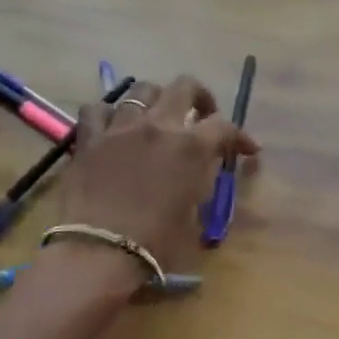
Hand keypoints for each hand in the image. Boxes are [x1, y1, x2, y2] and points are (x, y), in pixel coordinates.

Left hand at [42, 75, 258, 298]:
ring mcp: (121, 127)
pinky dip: (108, 113)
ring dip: (156, 100)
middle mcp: (159, 125)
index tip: (248, 149)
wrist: (98, 252)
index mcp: (191, 146)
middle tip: (201, 115)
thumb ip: (201, 181)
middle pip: (185, 86)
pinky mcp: (89, 138)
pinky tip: (113, 125)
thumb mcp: (194, 212)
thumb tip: (202, 170)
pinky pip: (97, 109)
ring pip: (141, 89)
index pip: (225, 126)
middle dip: (200, 97)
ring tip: (156, 116)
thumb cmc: (155, 241)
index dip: (241, 136)